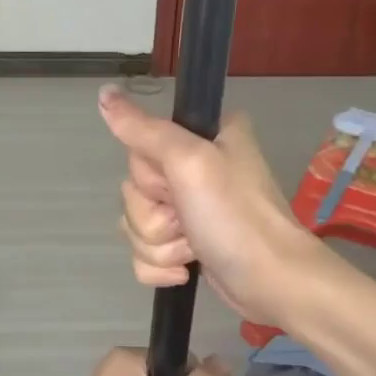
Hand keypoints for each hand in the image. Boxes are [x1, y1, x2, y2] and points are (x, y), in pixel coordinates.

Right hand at [99, 84, 318, 325]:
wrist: (271, 282)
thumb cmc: (235, 217)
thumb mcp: (190, 162)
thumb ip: (144, 130)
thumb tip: (104, 93)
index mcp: (204, 135)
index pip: (141, 145)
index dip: (150, 174)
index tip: (175, 184)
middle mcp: (197, 167)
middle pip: (134, 189)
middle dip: (154, 217)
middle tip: (188, 219)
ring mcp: (191, 208)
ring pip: (136, 224)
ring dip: (159, 245)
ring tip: (194, 247)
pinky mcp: (187, 244)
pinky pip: (144, 252)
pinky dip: (161, 266)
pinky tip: (188, 269)